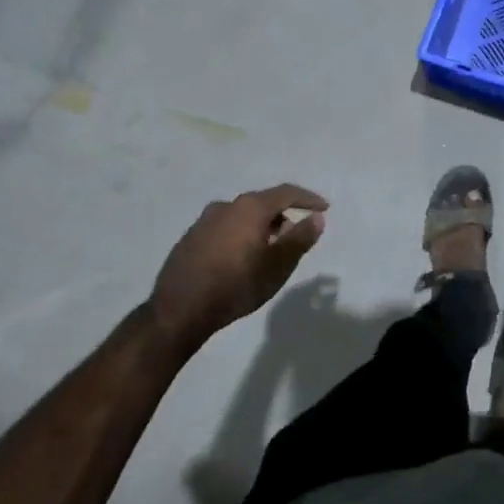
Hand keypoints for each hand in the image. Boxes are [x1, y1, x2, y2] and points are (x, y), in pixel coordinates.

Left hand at [149, 184, 327, 347]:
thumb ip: (299, 238)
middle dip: (282, 216)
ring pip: (241, 216)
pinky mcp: (190, 238)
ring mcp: (204, 221)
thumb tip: (317, 218)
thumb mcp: (277, 266)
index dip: (308, 199)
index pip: (286, 193)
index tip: (324, 207)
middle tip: (294, 236)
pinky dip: (239, 236)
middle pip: (262, 203)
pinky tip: (240, 259)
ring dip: (260, 227)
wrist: (179, 309)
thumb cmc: (236, 285)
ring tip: (268, 251)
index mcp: (249, 208)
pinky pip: (224, 228)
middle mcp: (226, 206)